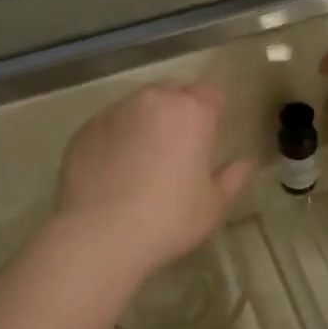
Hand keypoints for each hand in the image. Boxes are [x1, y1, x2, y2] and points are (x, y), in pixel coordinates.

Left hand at [55, 82, 252, 274]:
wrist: (99, 236)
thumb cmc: (168, 219)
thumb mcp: (214, 207)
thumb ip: (233, 178)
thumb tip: (243, 163)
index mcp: (191, 111)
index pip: (211, 93)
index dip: (214, 112)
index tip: (211, 137)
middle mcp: (152, 100)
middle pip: (173, 93)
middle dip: (180, 112)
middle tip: (180, 150)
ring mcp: (113, 112)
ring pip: (138, 107)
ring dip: (146, 123)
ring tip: (143, 161)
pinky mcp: (84, 130)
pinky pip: (109, 126)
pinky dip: (116, 139)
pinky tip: (114, 172)